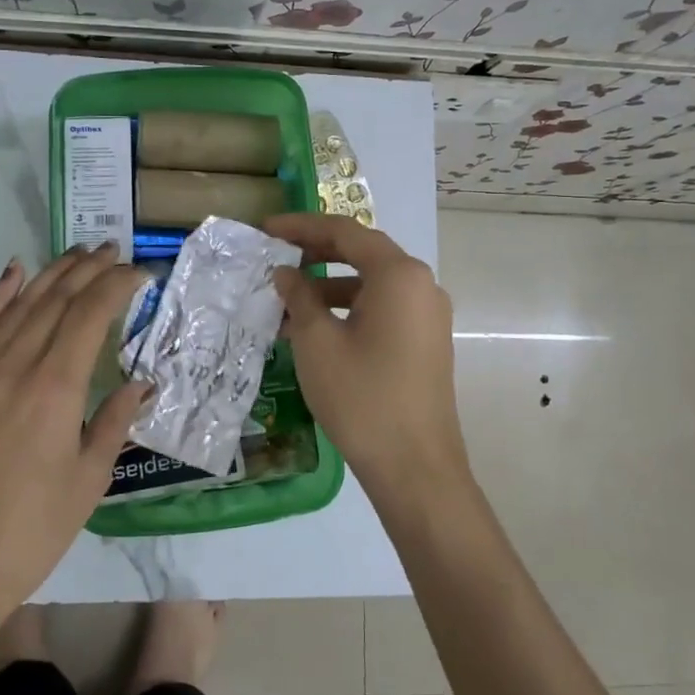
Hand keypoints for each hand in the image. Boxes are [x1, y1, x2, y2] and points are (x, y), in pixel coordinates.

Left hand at [0, 243, 148, 624]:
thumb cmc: (30, 531)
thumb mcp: (88, 480)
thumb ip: (114, 422)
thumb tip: (140, 384)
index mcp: (55, 387)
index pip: (90, 314)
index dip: (117, 285)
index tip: (141, 273)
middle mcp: (16, 366)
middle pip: (55, 300)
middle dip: (88, 269)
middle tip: (114, 251)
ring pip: (19, 305)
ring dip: (51, 273)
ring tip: (78, 252)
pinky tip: (14, 272)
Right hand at [265, 213, 470, 502]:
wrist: (415, 467)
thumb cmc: (362, 397)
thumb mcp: (317, 342)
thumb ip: (299, 296)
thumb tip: (285, 273)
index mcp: (399, 274)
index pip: (345, 232)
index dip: (302, 227)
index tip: (266, 230)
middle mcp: (421, 285)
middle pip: (362, 254)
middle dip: (315, 254)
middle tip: (275, 259)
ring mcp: (428, 315)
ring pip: (371, 285)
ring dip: (328, 288)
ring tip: (285, 304)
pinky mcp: (425, 342)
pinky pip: (383, 310)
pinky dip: (348, 311)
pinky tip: (314, 332)